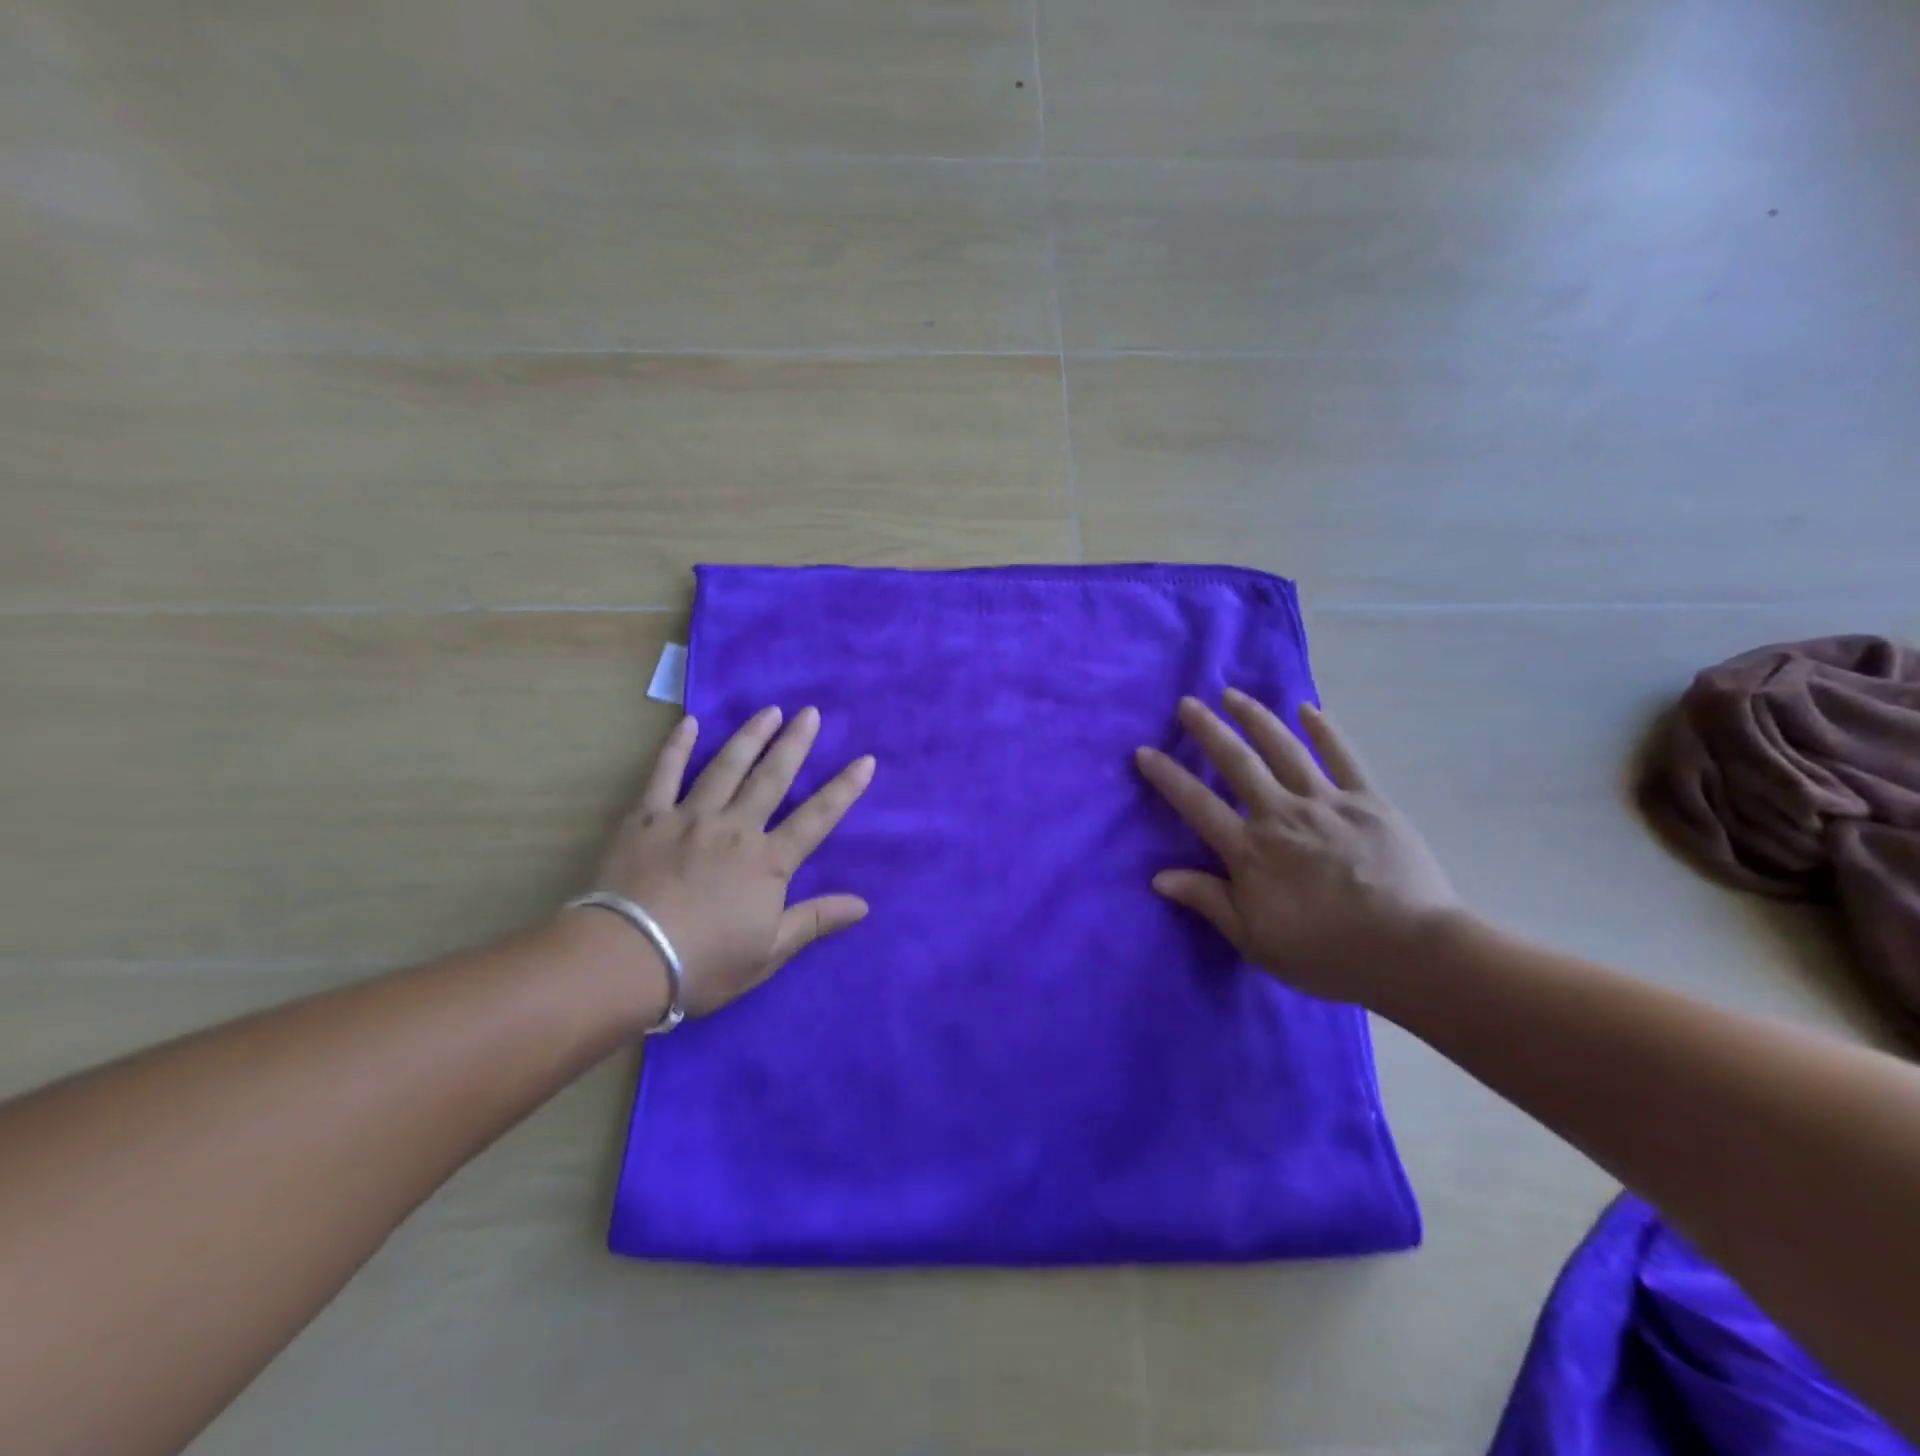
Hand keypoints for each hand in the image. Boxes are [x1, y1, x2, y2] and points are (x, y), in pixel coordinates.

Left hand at [587, 706, 875, 1016]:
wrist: (627, 959)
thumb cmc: (704, 962)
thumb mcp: (768, 953)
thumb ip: (815, 921)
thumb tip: (863, 905)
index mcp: (767, 862)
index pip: (816, 818)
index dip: (844, 789)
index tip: (865, 760)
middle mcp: (735, 828)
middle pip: (772, 778)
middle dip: (795, 744)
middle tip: (810, 713)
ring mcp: (690, 817)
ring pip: (726, 767)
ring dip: (750, 736)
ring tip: (768, 710)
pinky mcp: (647, 818)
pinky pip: (664, 774)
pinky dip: (677, 747)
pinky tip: (689, 723)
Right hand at [1136, 689, 1462, 1004]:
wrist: (1412, 952)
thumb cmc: (1326, 952)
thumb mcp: (1254, 940)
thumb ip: (1207, 901)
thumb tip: (1158, 876)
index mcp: (1250, 850)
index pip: (1197, 805)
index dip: (1167, 777)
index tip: (1144, 751)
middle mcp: (1281, 815)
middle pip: (1237, 763)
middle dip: (1208, 731)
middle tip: (1187, 703)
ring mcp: (1326, 803)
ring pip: (1284, 750)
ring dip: (1255, 718)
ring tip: (1233, 694)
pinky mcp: (1368, 802)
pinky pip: (1342, 758)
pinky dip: (1324, 731)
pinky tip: (1308, 709)